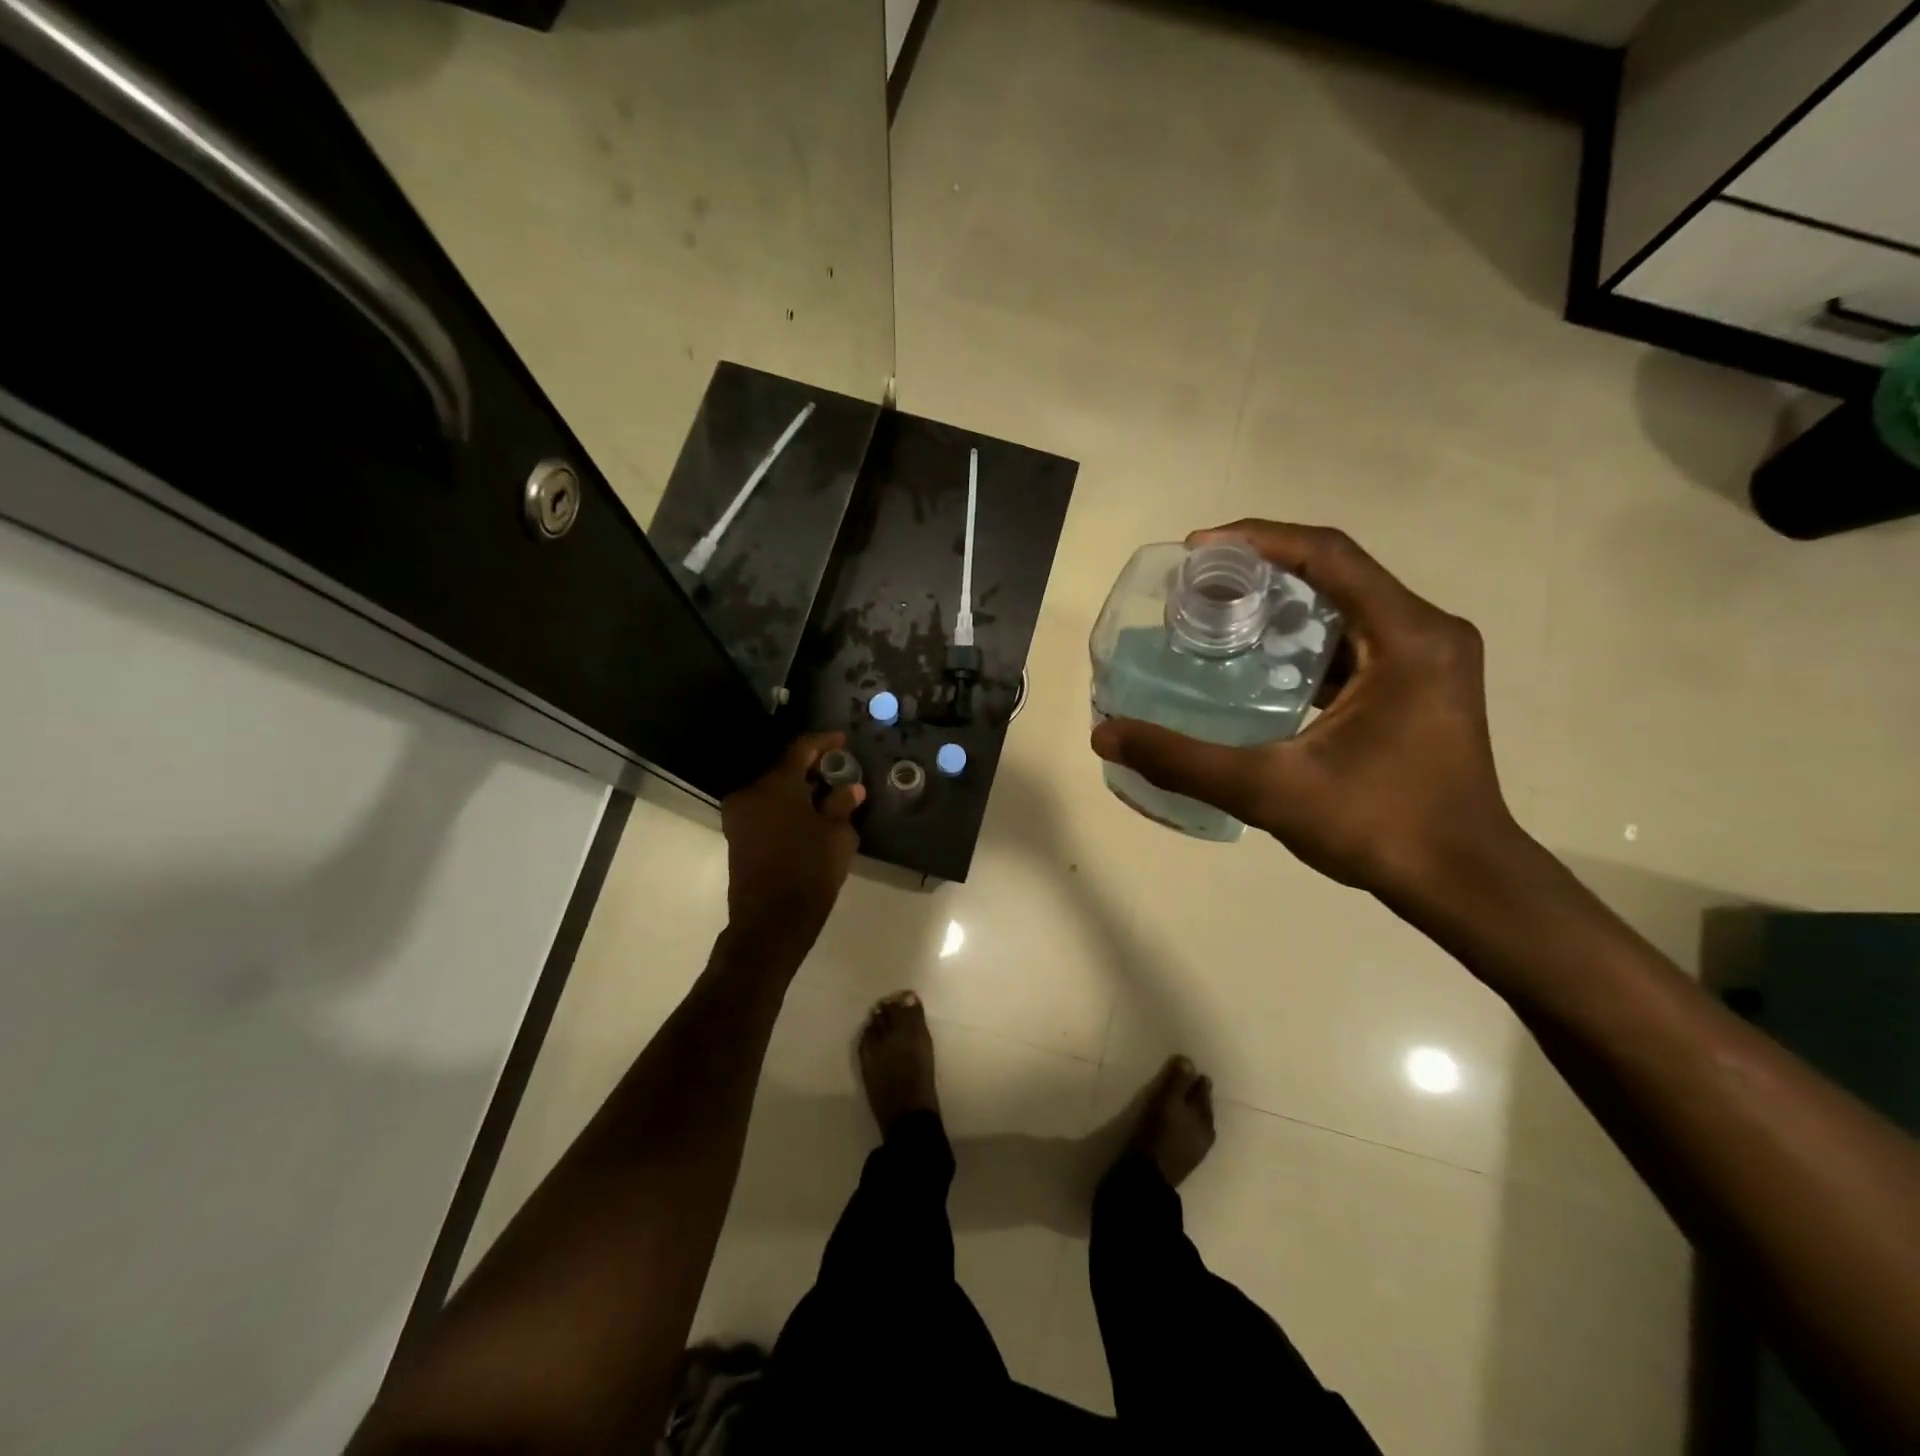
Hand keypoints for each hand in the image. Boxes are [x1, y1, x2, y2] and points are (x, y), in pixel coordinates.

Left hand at [721, 732, 864, 957]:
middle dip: (811, 767)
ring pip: (772, 788)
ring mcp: (738, 814)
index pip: (801, 749)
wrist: (770, 922)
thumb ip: (843, 805)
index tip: (843, 740)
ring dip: (797, 788)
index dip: (824, 742)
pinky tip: (808, 814)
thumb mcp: (838, 836)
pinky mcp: (736, 834)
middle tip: (838, 770)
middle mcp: (750, 792)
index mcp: (776, 785)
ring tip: (827, 794)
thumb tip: (850, 788)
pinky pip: (764, 807)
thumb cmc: (810, 873)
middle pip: (784, 768)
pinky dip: (785, 804)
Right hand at [1091, 521, 1521, 903]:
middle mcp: (1426, 632)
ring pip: (1346, 606)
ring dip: (1283, 606)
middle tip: (1197, 587)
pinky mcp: (1421, 686)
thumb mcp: (1269, 791)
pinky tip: (1258, 665)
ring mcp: (1429, 659)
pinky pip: (1355, 641)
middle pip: (1335, 573)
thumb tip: (1105, 733)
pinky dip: (1303, 641)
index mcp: (1407, 637)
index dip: (1258, 539)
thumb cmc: (1378, 828)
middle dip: (1262, 571)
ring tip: (1218, 619)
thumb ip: (1183, 761)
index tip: (1197, 549)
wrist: (1461, 882)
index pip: (1328, 555)